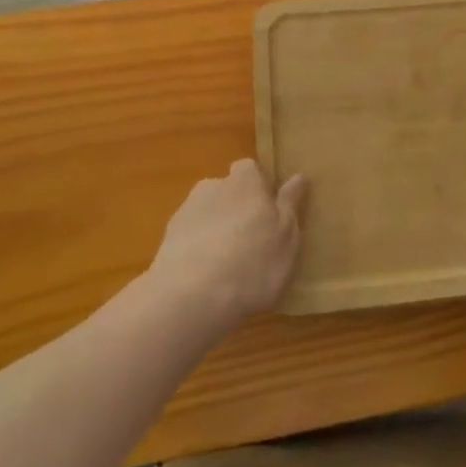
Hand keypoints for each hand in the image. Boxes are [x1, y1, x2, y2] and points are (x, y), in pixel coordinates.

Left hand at [148, 160, 308, 327]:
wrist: (190, 296)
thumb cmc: (252, 262)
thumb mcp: (286, 236)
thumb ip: (291, 204)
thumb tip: (299, 176)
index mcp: (245, 180)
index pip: (252, 170)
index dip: (260, 188)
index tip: (269, 214)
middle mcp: (214, 186)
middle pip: (228, 191)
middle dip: (237, 210)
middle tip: (251, 243)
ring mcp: (186, 212)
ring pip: (207, 216)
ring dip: (215, 232)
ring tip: (227, 267)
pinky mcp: (166, 241)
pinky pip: (189, 240)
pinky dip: (197, 252)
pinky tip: (205, 280)